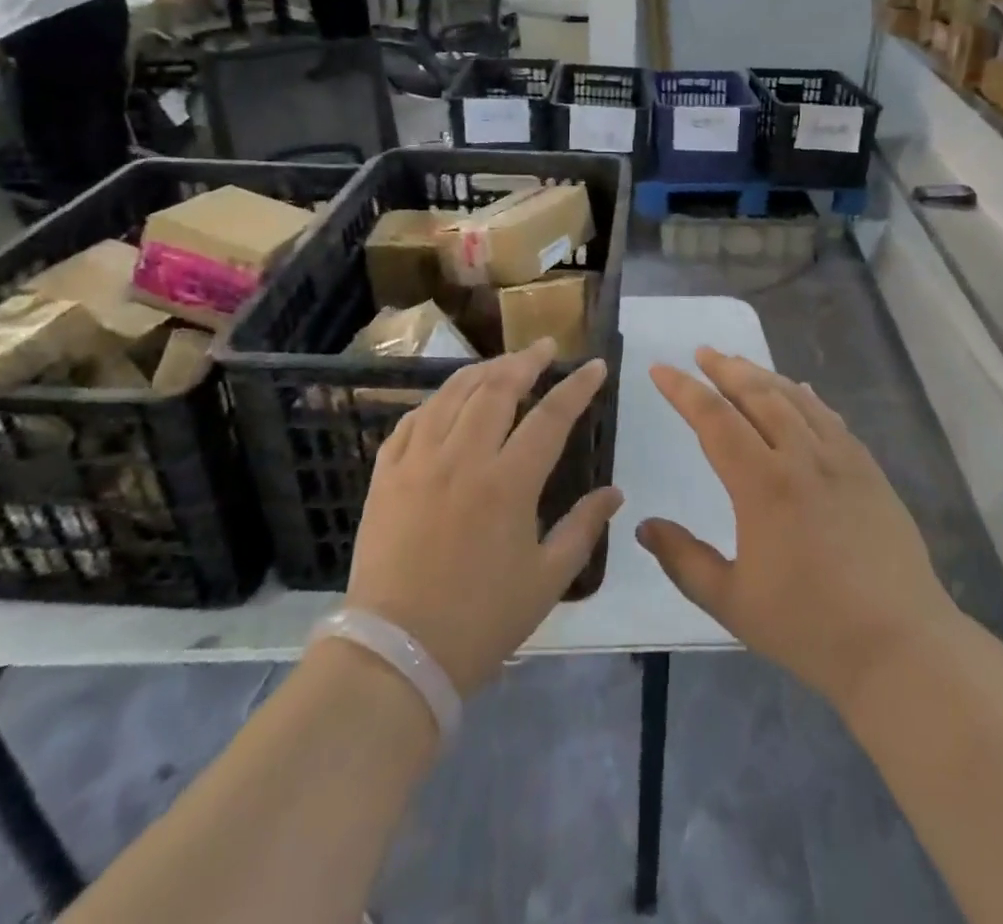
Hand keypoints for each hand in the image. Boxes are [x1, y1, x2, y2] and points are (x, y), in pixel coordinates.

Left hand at [340, 340, 621, 693]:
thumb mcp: (547, 580)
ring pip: (452, 395)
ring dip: (482, 371)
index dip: (577, 387)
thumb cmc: (481, 621)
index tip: (594, 366)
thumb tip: (615, 492)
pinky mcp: (387, 475)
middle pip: (497, 388)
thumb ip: (584, 528)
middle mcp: (463, 459)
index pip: (551, 417)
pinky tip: (448, 401)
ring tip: (503, 364)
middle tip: (544, 347)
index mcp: (508, 484)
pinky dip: (436, 402)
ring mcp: (418, 462)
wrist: (395, 655)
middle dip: (525, 360)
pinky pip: (412, 420)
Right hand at [641, 350, 955, 710]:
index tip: (660, 369)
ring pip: (795, 399)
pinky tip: (799, 390)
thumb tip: (644, 526)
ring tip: (739, 362)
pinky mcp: (869, 471)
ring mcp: (841, 460)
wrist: (900, 646)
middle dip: (725, 368)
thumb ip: (683, 559)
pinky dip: (807, 397)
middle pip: (757, 395)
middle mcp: (801, 458)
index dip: (683, 390)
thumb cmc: (809, 628)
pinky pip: (831, 419)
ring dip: (763, 375)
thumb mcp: (731, 602)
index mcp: (762, 485)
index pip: (714, 419)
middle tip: (702, 352)